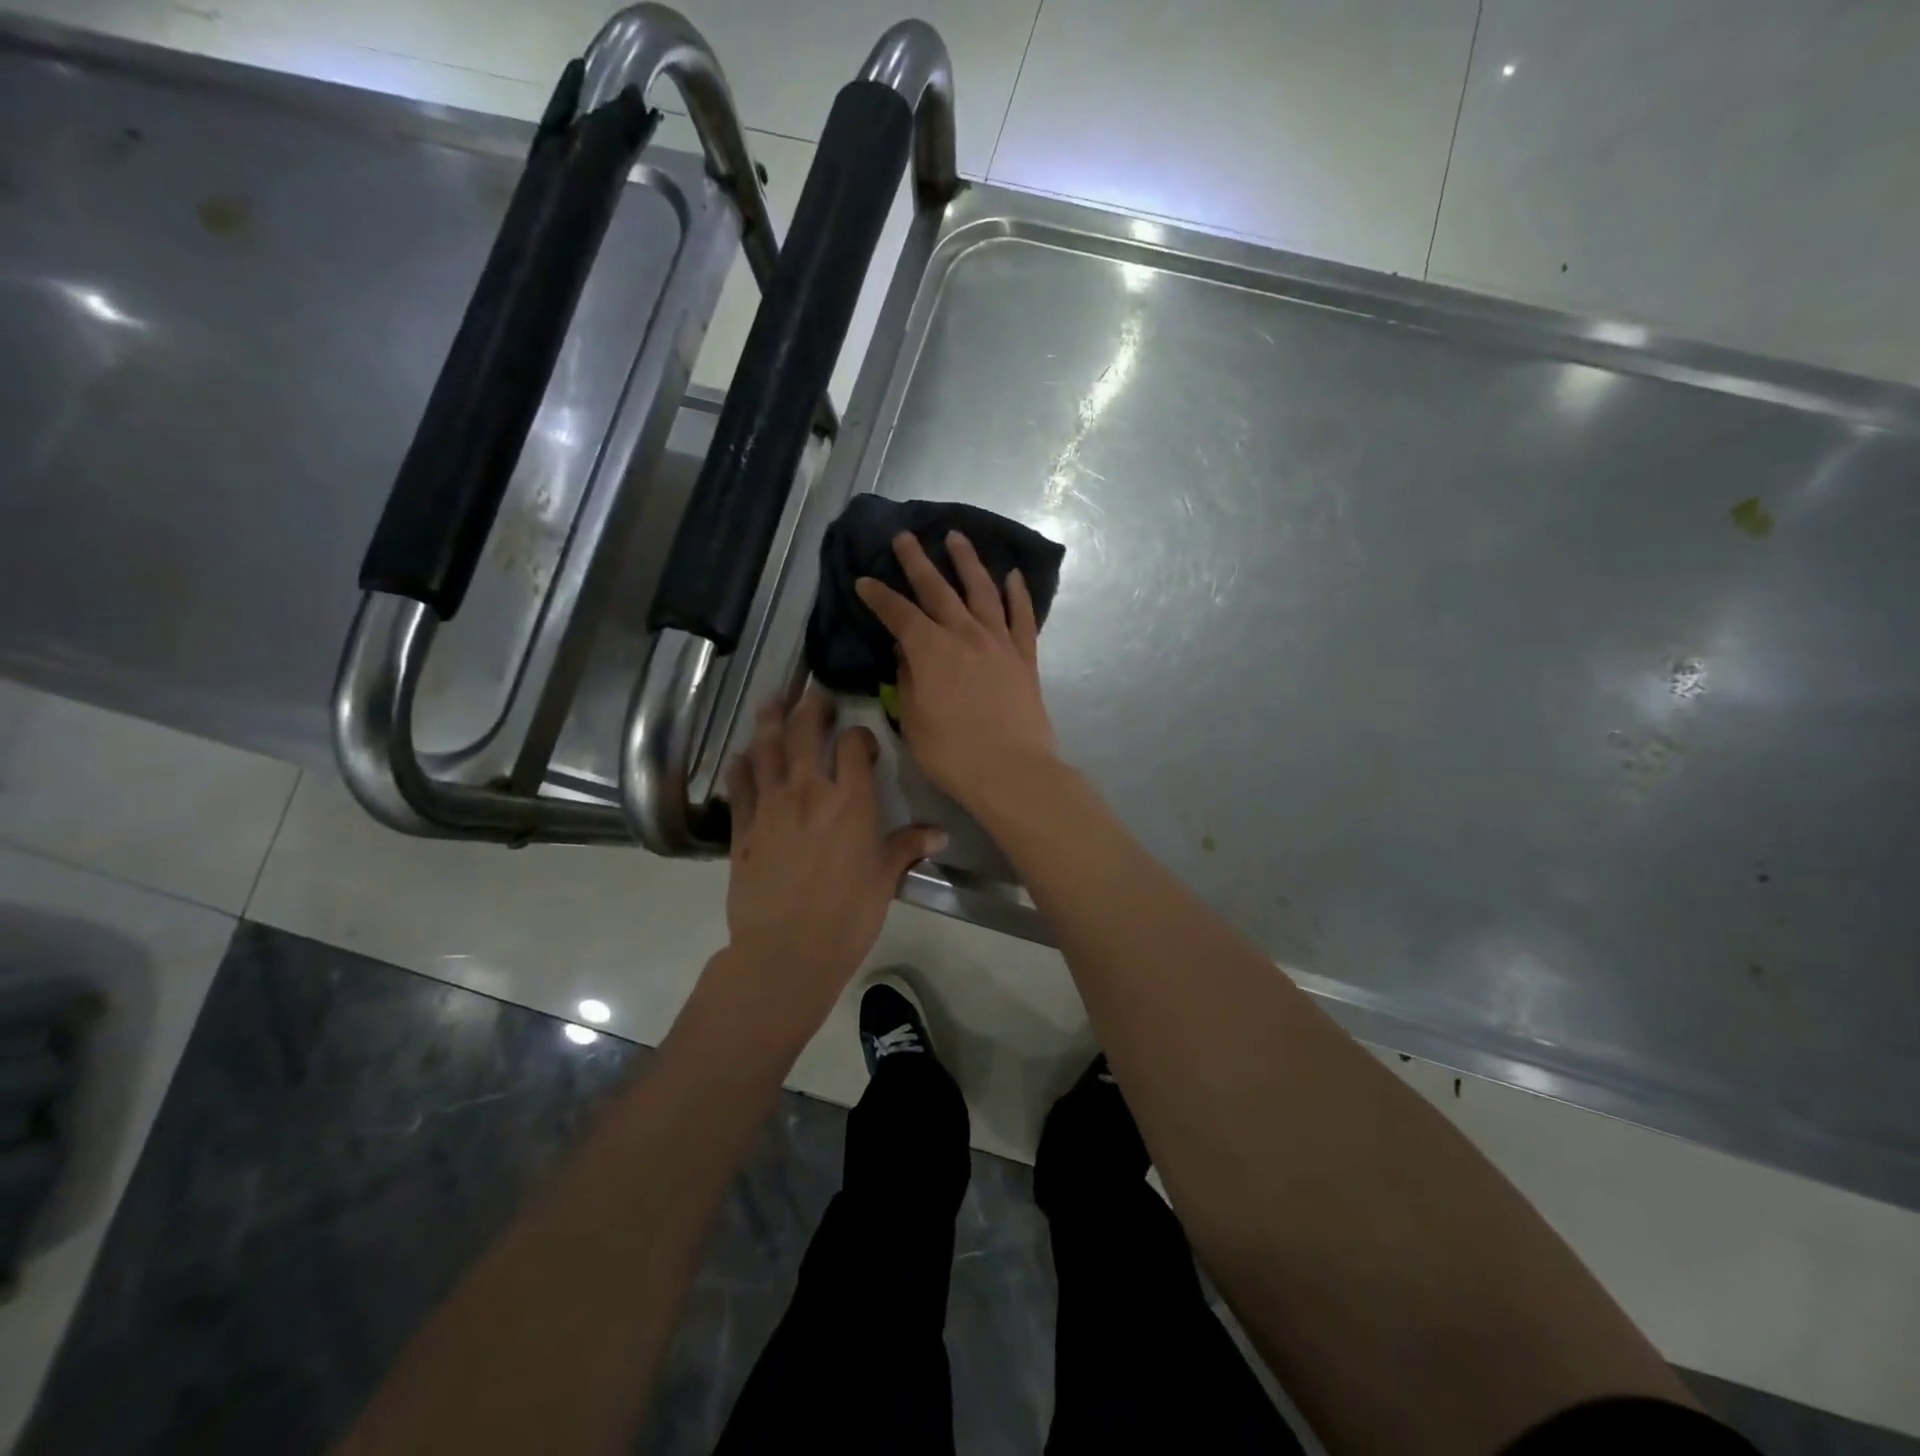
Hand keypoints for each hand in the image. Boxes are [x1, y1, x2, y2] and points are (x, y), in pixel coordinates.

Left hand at [721, 691, 944, 1027]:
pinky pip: (740, 787)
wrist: (787, 950)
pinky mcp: (742, 828)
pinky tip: (741, 759)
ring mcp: (770, 806)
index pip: (853, 746)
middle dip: (810, 709)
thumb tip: (940, 834)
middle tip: (814, 696)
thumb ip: (908, 846)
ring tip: (771, 704)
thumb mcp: (885, 878)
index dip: (859, 736)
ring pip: (766, 750)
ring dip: (769, 723)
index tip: (862, 743)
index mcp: (850, 799)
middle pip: (804, 733)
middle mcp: (807, 790)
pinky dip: (740, 768)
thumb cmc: (847, 914)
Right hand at [855, 530, 1058, 816]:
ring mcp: (999, 642)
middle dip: (917, 561)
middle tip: (905, 536)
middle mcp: (964, 635)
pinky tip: (1013, 576)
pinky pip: (1023, 617)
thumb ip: (907, 680)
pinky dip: (1018, 593)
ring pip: (982, 591)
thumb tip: (906, 653)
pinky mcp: (1025, 657)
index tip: (864, 581)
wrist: (1012, 771)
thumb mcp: (913, 721)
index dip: (879, 596)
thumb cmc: (952, 753)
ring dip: (968, 561)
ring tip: (957, 537)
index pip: (898, 614)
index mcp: (930, 650)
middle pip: (938, 589)